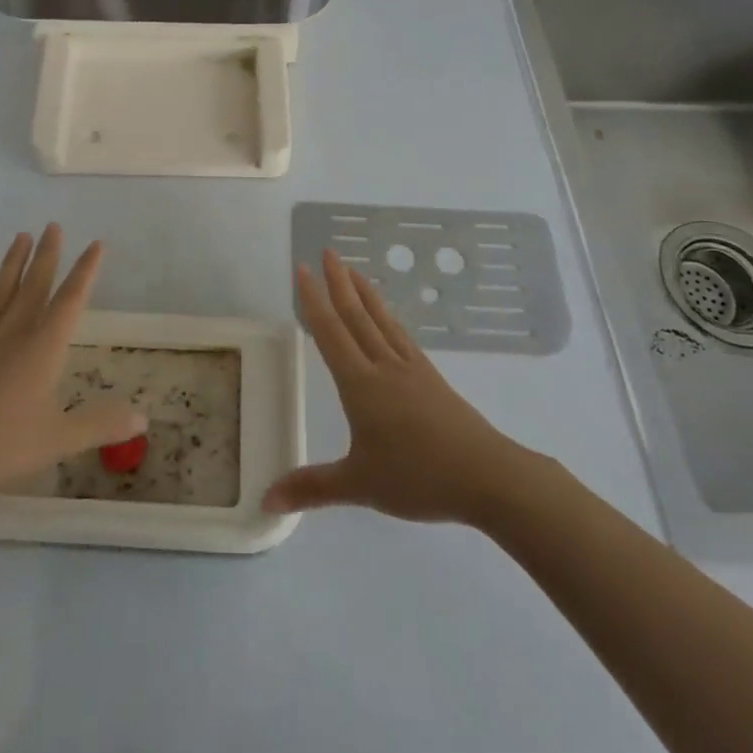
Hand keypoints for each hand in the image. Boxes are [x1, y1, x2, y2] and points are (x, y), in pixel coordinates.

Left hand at [0, 225, 144, 505]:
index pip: (70, 299)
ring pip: (0, 289)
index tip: (96, 244)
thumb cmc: (2, 445)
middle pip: (34, 284)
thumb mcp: (60, 439)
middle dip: (47, 254)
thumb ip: (100, 424)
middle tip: (52, 225)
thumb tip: (142, 417)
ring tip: (21, 236)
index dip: (86, 271)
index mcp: (43, 347)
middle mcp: (13, 332)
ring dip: (13, 262)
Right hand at [263, 249, 537, 525]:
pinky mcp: (431, 378)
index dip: (313, 300)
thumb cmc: (417, 477)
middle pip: (356, 315)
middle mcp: (383, 366)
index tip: (303, 269)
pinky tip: (387, 317)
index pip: (330, 332)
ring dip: (364, 292)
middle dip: (339, 283)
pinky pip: (401, 335)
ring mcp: (411, 368)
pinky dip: (388, 316)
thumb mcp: (359, 485)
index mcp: (360, 384)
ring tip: (353, 269)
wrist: (487, 476)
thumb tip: (265, 500)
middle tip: (327, 251)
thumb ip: (312, 488)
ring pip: (381, 320)